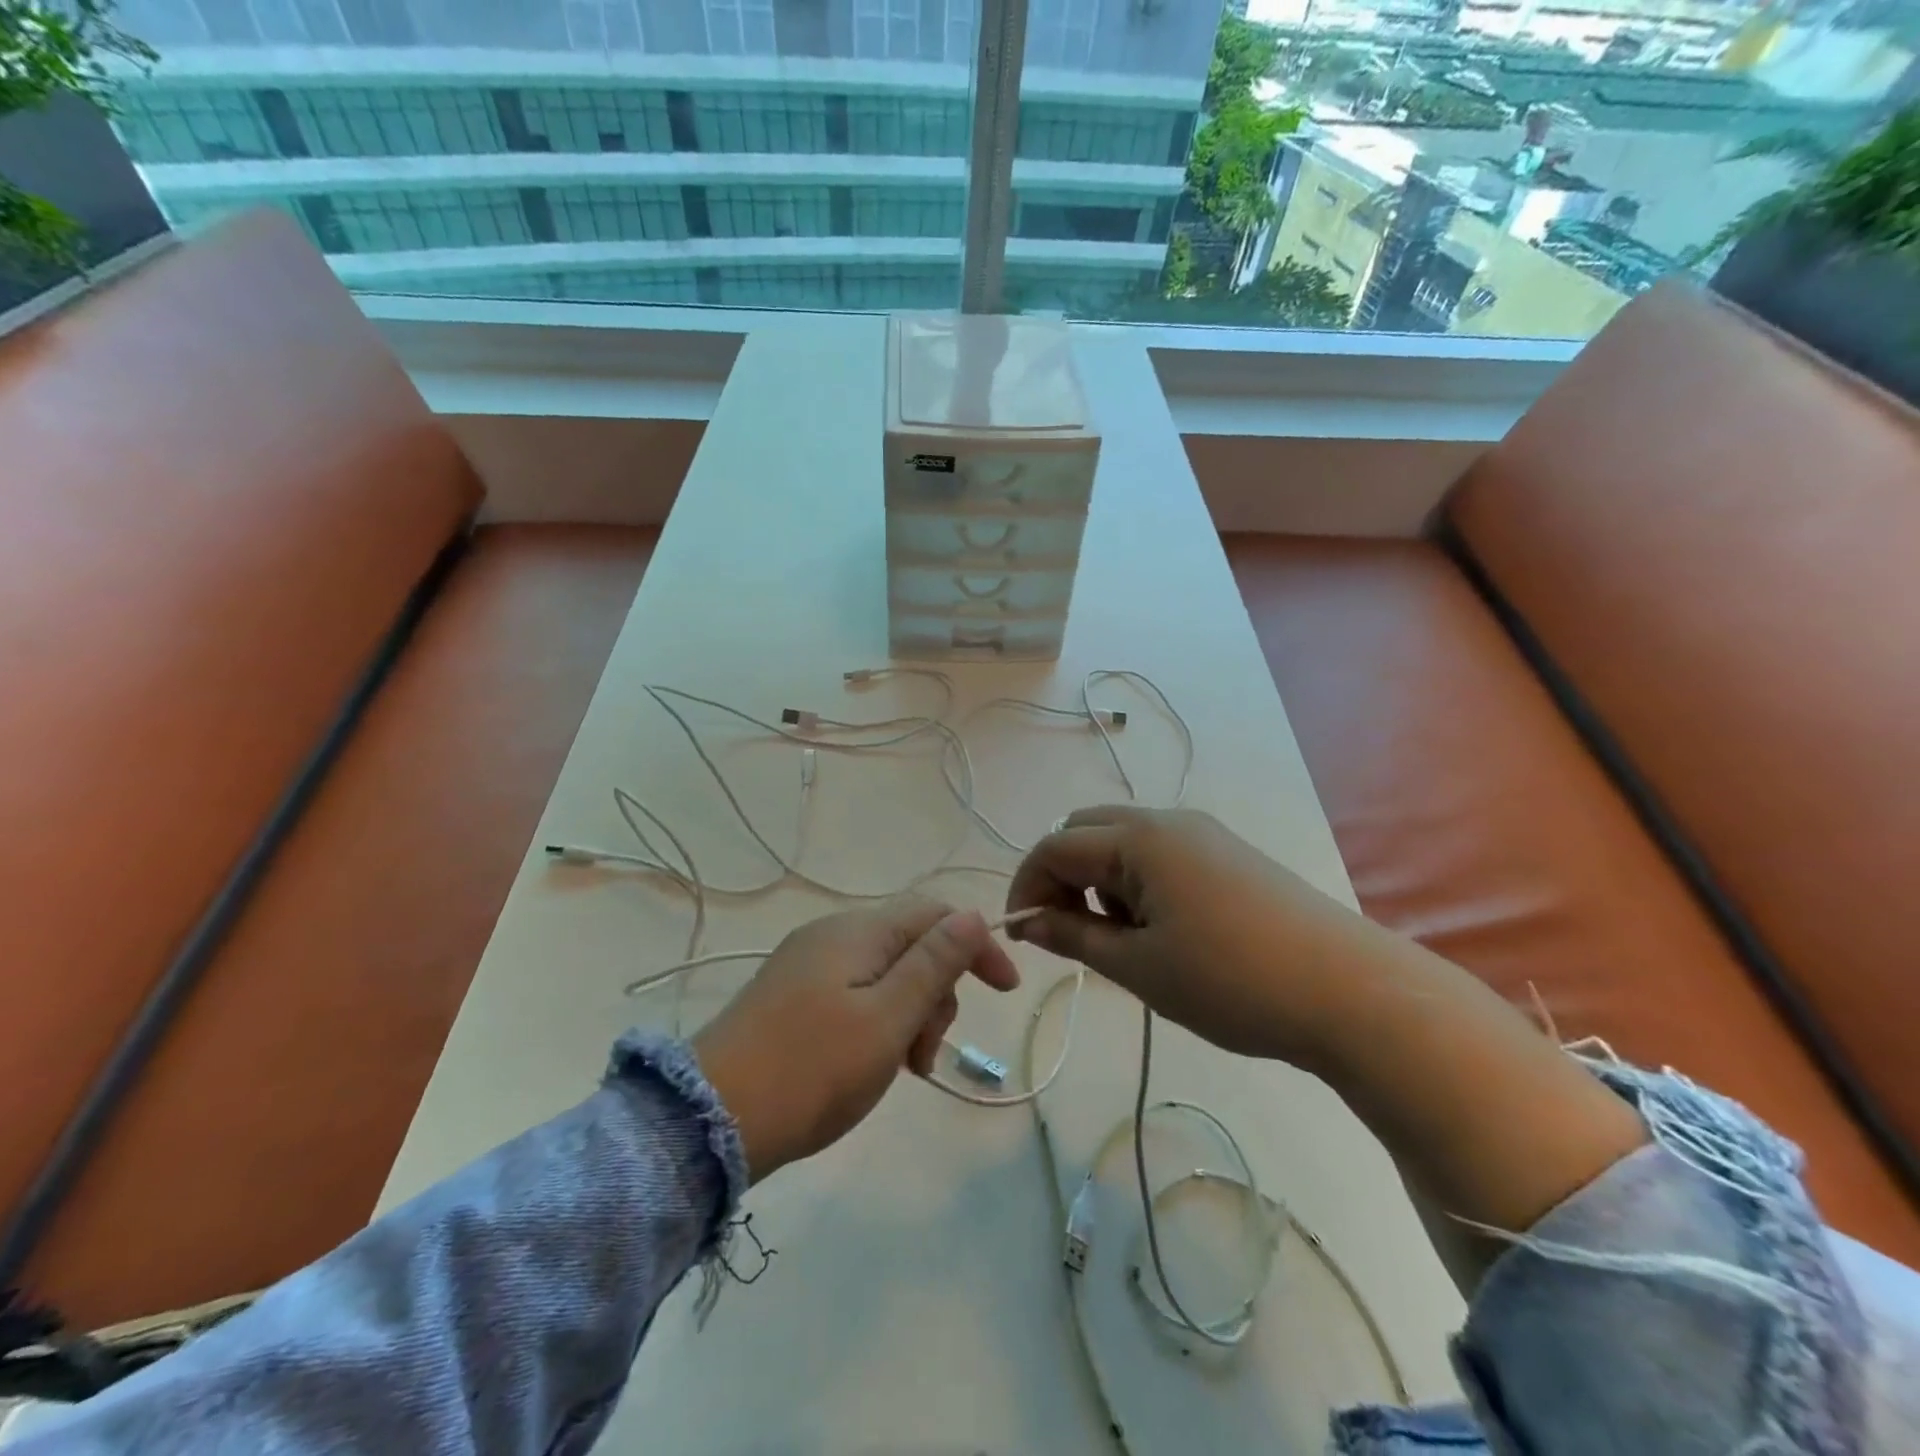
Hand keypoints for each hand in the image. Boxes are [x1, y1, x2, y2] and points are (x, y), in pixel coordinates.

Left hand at [692, 897, 1019, 1181]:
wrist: (709, 1120)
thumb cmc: (812, 1070)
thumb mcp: (887, 1020)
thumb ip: (933, 964)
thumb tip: (973, 915)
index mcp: (857, 931)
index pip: (935, 913)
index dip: (976, 945)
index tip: (1006, 993)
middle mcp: (831, 935)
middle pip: (911, 945)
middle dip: (936, 993)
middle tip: (925, 1056)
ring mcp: (807, 965)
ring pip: (885, 974)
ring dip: (909, 1015)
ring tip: (901, 1070)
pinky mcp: (790, 996)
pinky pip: (855, 994)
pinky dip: (878, 1023)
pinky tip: (871, 1064)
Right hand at [1007, 808, 1647, 1295]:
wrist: (1352, 992)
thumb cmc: (1231, 980)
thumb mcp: (1138, 966)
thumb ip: (1073, 936)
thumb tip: (1027, 921)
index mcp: (1139, 837)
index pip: (1055, 846)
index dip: (1027, 886)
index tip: (1022, 935)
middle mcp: (1168, 820)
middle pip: (1086, 831)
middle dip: (1062, 876)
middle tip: (1067, 933)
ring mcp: (1204, 835)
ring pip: (1124, 843)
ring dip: (1100, 880)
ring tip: (1117, 941)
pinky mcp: (1230, 855)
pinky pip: (1160, 855)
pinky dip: (1137, 884)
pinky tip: (1159, 931)